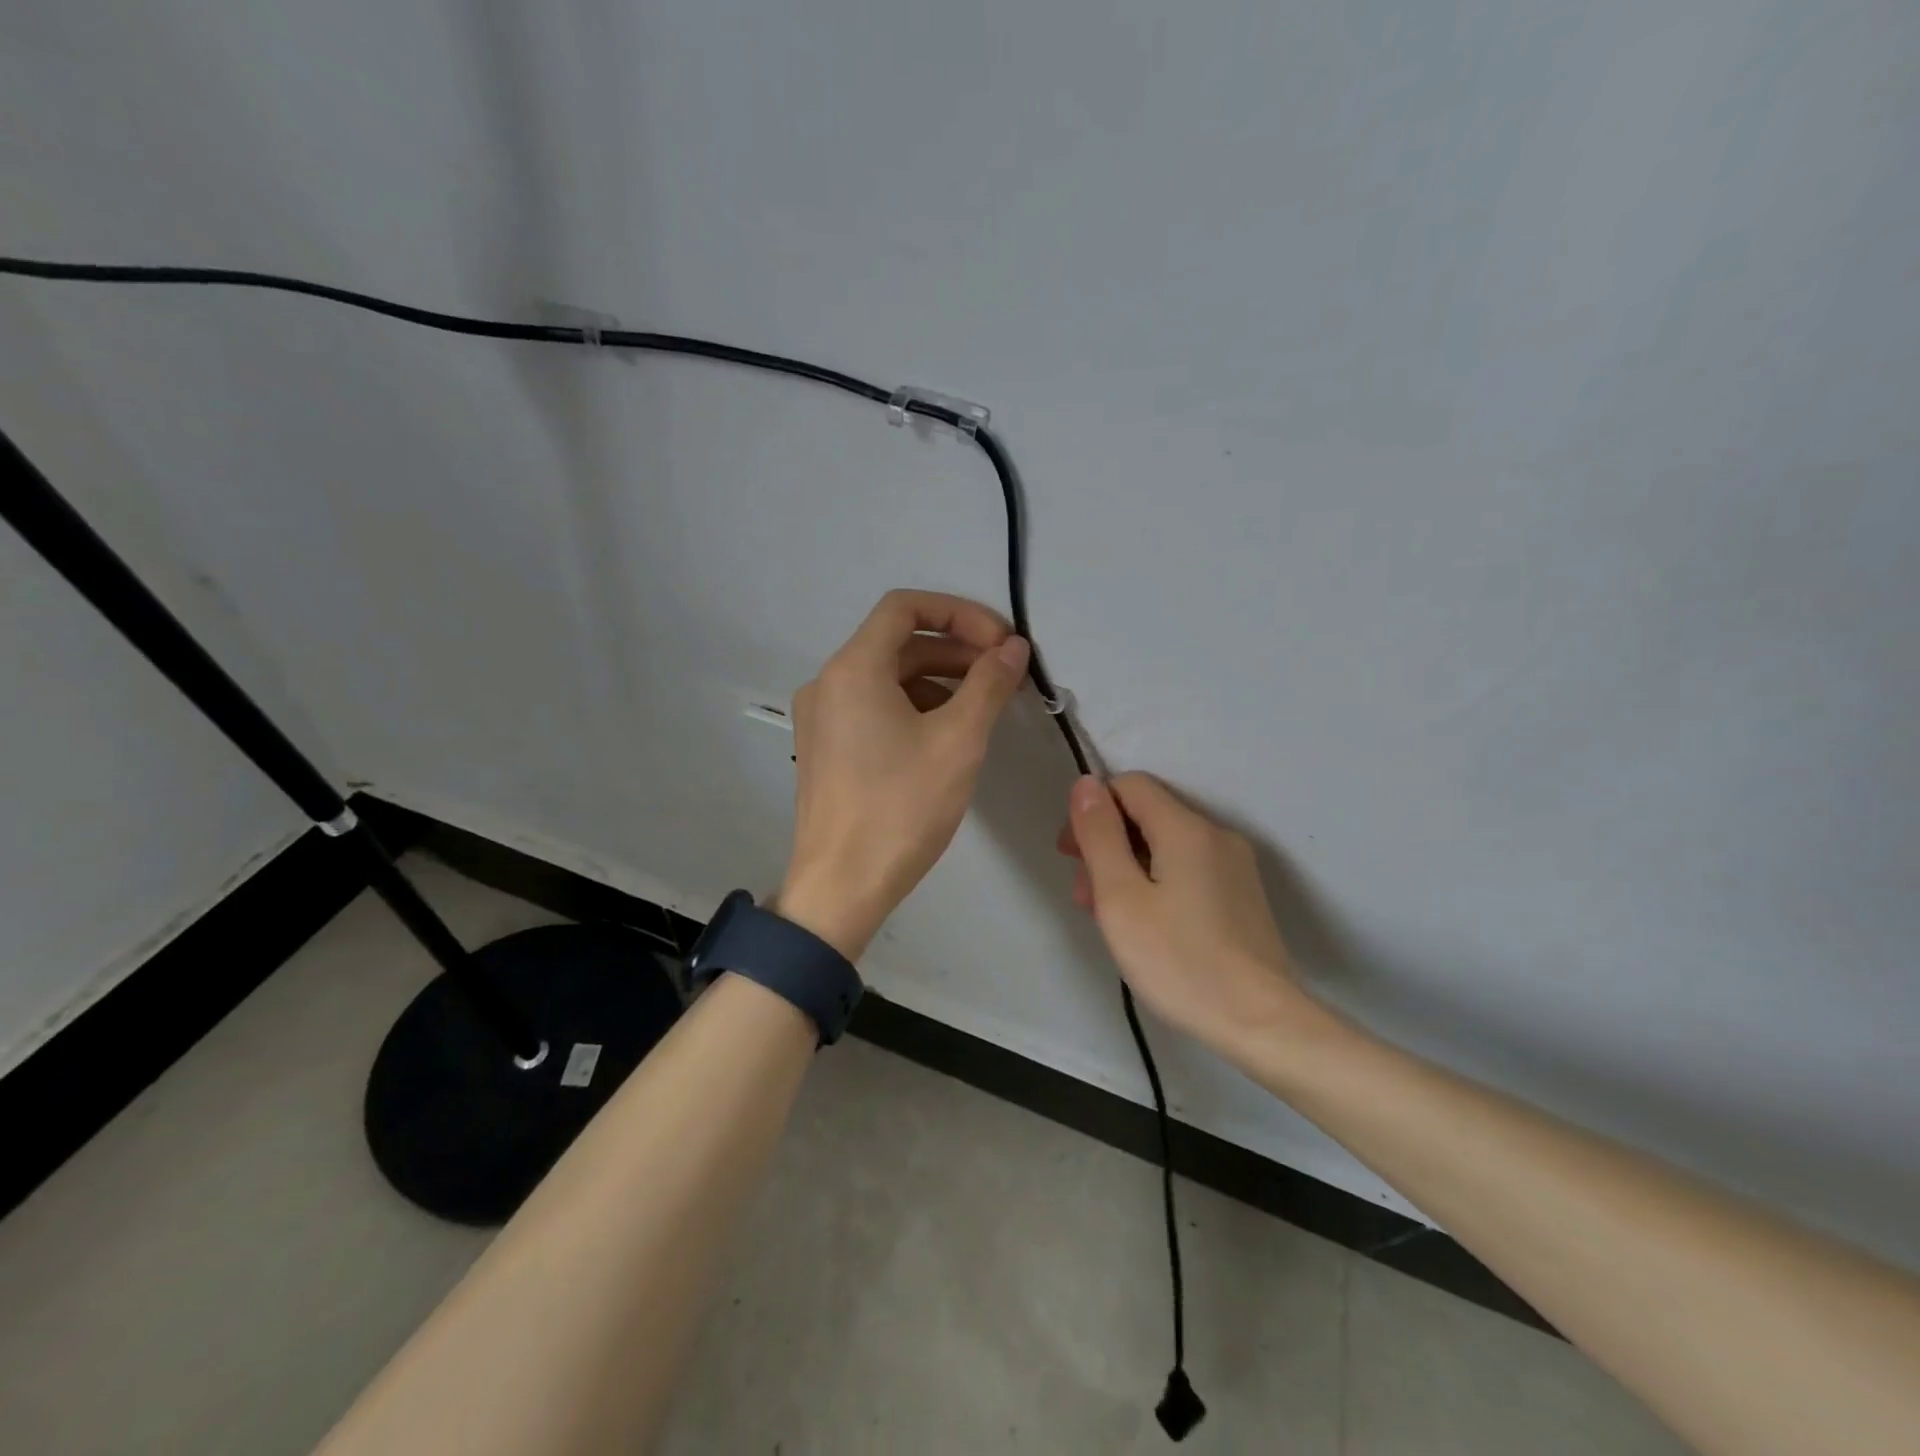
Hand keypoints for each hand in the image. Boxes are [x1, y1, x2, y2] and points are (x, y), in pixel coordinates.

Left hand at [779, 590, 1029, 958]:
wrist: (841, 887)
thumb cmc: (901, 809)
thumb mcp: (958, 741)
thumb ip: (989, 684)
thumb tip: (1013, 648)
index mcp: (852, 669)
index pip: (905, 607)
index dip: (959, 613)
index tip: (1001, 641)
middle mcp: (828, 682)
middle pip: (897, 643)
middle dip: (955, 651)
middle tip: (1003, 674)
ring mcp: (821, 717)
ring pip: (887, 678)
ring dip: (937, 681)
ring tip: (982, 707)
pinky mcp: (825, 748)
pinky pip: (873, 708)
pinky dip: (913, 708)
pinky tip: (946, 735)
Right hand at [1058, 773, 1318, 1062]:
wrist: (1261, 1023)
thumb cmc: (1179, 960)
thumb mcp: (1120, 897)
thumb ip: (1100, 835)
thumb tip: (1087, 784)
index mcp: (1186, 828)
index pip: (1130, 785)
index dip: (1094, 810)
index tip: (1072, 854)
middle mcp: (1216, 835)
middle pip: (1148, 816)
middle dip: (1107, 844)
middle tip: (1083, 894)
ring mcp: (1235, 866)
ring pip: (1166, 846)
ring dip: (1129, 867)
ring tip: (1108, 917)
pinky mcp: (1243, 895)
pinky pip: (1188, 870)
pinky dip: (1157, 883)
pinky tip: (1146, 925)